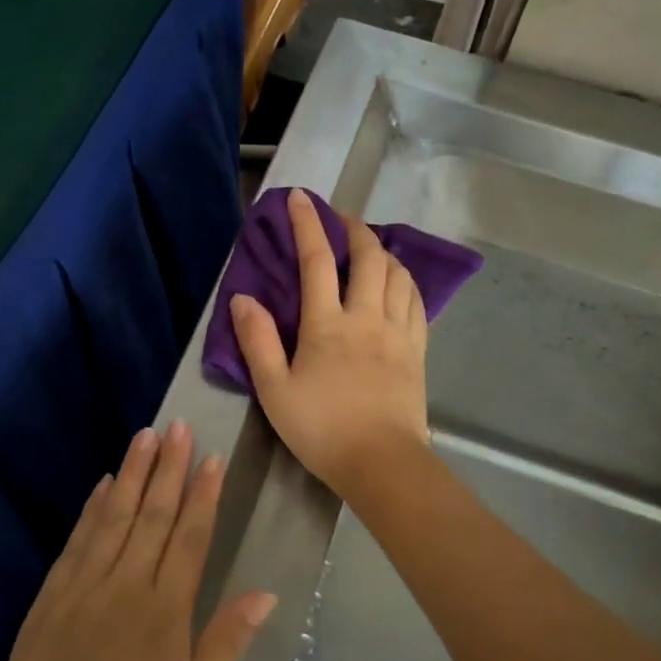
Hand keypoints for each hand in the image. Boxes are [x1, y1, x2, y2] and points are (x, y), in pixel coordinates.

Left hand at [0, 422, 275, 660]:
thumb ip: (224, 643)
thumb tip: (265, 593)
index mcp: (166, 614)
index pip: (190, 538)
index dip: (203, 495)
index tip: (212, 458)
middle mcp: (126, 588)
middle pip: (153, 516)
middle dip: (169, 469)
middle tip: (179, 427)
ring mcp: (84, 588)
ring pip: (115, 518)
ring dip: (132, 475)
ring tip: (145, 437)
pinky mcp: (51, 598)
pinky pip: (77, 541)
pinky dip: (92, 509)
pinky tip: (103, 485)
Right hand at [229, 187, 430, 497]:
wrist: (381, 464)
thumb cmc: (321, 429)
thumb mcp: (274, 390)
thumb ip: (257, 341)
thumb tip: (243, 298)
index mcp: (327, 324)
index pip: (317, 260)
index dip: (307, 224)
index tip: (300, 197)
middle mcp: (367, 317)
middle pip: (368, 257)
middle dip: (354, 228)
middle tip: (340, 218)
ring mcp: (398, 332)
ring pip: (398, 274)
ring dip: (383, 251)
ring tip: (370, 247)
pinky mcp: (417, 351)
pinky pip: (417, 302)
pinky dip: (406, 281)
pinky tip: (398, 283)